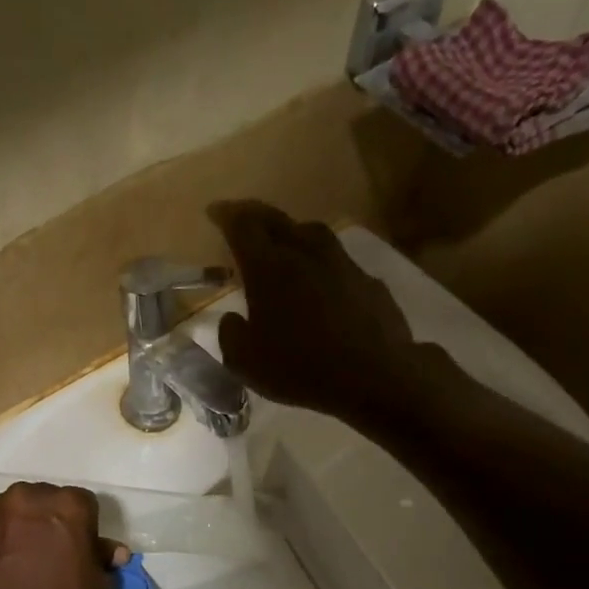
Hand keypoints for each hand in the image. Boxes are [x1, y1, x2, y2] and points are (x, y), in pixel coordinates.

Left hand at [0, 483, 125, 588]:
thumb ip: (104, 561)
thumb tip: (110, 552)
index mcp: (65, 506)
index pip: (83, 503)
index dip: (85, 528)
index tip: (82, 552)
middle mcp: (23, 500)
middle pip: (42, 501)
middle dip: (48, 522)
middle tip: (52, 557)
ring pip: (9, 515)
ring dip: (17, 531)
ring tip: (21, 567)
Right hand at [211, 200, 445, 421]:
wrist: (373, 376)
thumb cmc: (299, 368)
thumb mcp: (245, 363)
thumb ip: (231, 335)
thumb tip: (232, 319)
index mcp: (269, 269)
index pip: (242, 228)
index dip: (226, 216)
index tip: (215, 212)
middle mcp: (305, 255)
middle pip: (277, 221)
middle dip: (255, 215)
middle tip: (242, 217)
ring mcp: (342, 265)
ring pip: (312, 234)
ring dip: (293, 233)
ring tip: (284, 243)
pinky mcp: (368, 282)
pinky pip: (338, 262)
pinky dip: (322, 264)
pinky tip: (322, 281)